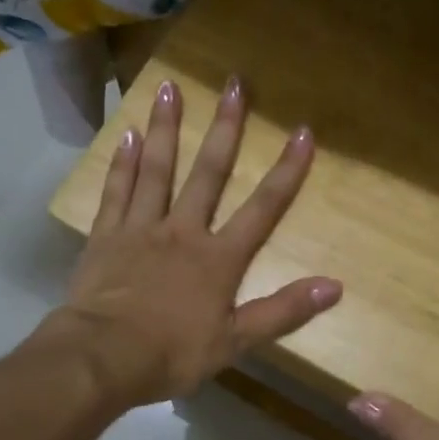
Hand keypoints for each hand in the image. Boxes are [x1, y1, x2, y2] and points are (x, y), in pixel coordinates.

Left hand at [46, 75, 340, 408]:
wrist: (103, 356)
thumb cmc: (172, 353)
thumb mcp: (235, 341)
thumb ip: (283, 311)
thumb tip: (335, 287)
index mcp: (218, 258)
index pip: (263, 208)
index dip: (286, 171)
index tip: (302, 131)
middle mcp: (182, 231)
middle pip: (209, 173)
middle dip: (227, 129)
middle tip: (234, 83)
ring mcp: (140, 229)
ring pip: (156, 169)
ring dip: (166, 128)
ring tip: (168, 87)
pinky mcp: (105, 236)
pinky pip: (116, 191)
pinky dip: (122, 163)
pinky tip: (127, 136)